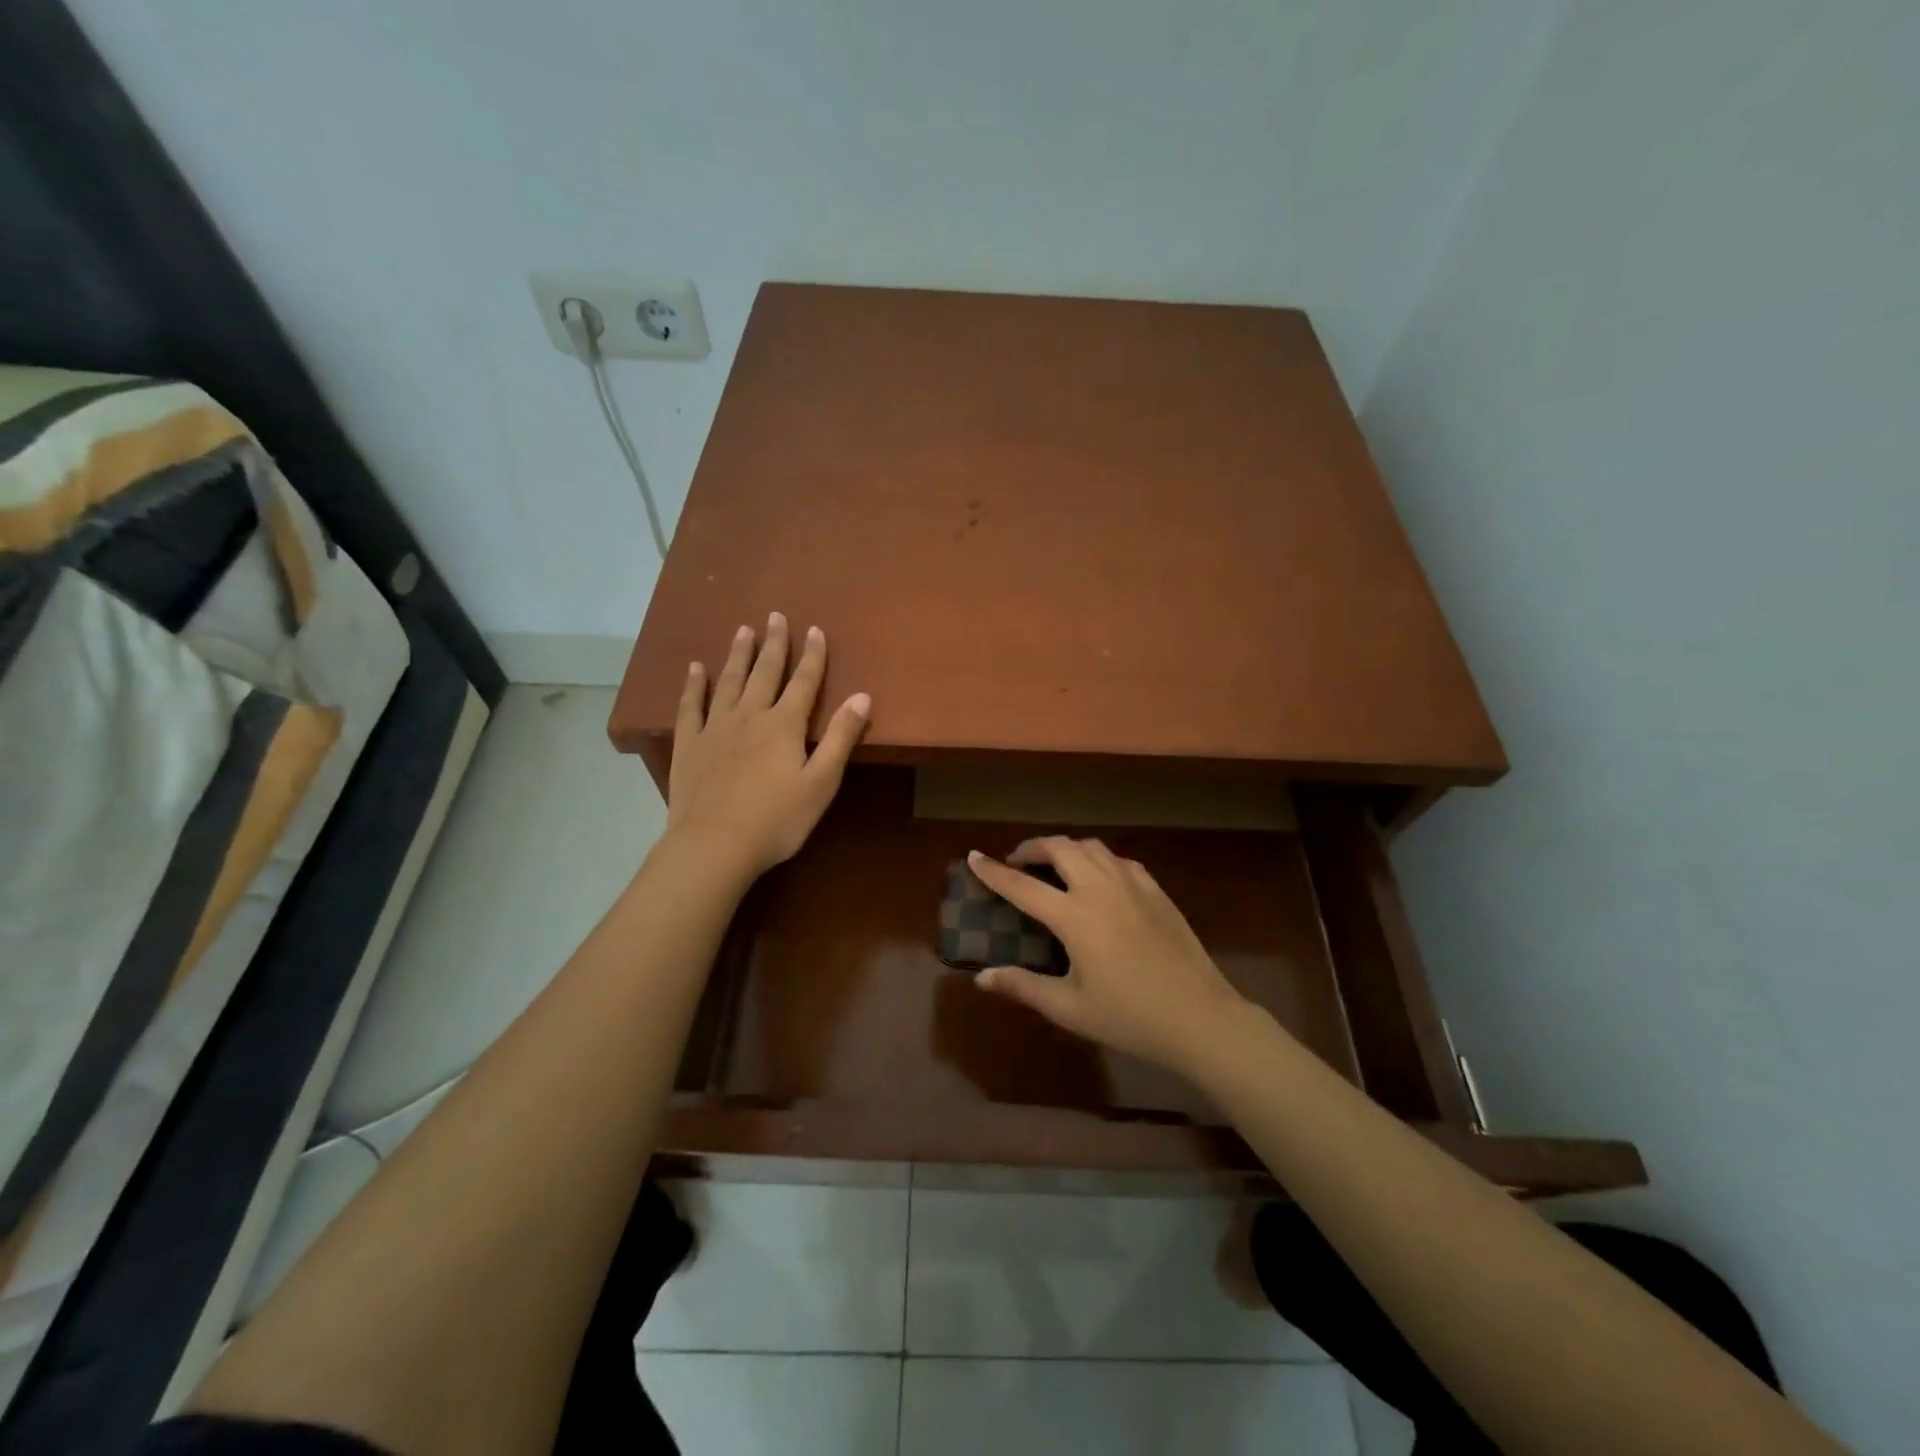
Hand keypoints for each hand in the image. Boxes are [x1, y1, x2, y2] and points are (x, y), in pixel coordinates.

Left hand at [667, 613, 869, 878]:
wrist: (714, 845)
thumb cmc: (777, 820)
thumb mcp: (821, 782)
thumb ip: (840, 737)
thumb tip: (862, 696)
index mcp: (784, 725)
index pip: (804, 682)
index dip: (813, 655)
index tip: (815, 630)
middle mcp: (750, 716)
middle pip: (765, 672)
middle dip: (774, 644)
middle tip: (776, 616)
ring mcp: (715, 728)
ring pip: (729, 681)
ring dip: (738, 655)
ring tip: (743, 630)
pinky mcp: (689, 744)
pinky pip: (690, 705)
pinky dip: (694, 685)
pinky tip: (696, 669)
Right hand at [967, 838, 1254, 1075]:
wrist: (1200, 1017)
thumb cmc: (1129, 1017)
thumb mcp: (1069, 1008)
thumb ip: (1023, 986)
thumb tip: (981, 977)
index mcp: (1074, 916)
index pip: (1022, 885)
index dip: (994, 871)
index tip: (974, 856)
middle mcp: (1100, 889)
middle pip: (1060, 848)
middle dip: (1032, 847)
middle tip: (1018, 862)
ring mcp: (1133, 886)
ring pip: (1092, 847)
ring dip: (1066, 848)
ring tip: (1055, 866)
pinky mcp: (1156, 891)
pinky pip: (1120, 860)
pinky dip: (1099, 860)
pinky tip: (1100, 879)